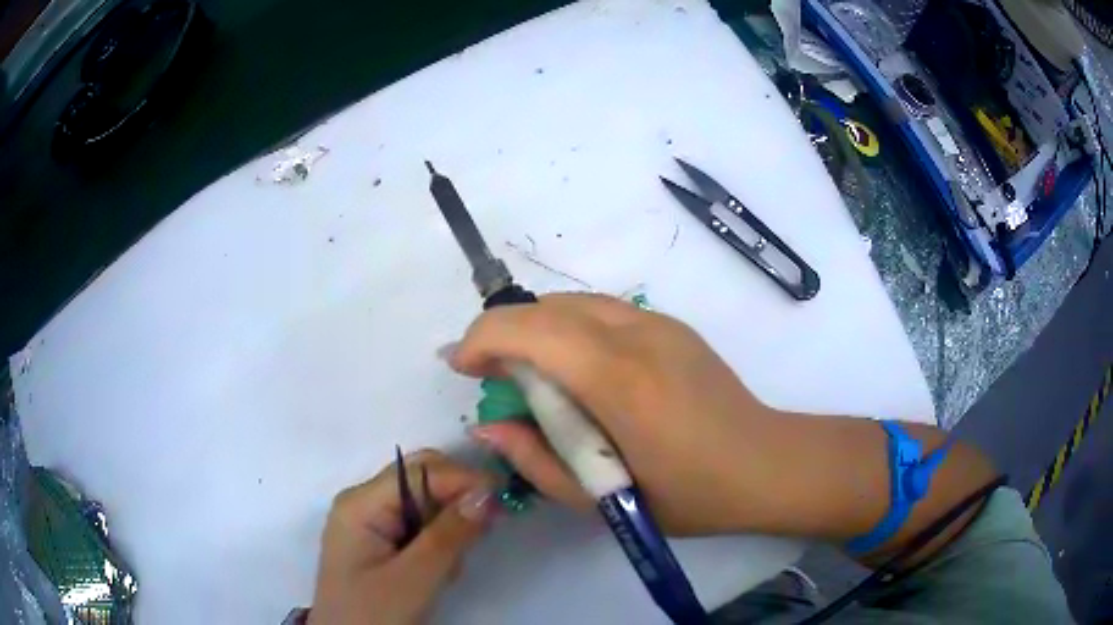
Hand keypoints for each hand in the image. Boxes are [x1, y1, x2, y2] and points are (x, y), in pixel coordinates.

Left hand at [309, 450, 495, 624]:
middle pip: (423, 480)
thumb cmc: (373, 614)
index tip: (505, 499)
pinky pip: (422, 527)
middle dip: (456, 503)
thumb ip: (449, 536)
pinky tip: (437, 572)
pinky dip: (440, 545)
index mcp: (361, 503)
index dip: (464, 479)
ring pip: (428, 504)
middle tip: (480, 535)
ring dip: (449, 530)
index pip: (421, 470)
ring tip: (445, 570)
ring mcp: (373, 522)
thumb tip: (488, 493)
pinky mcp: (383, 541)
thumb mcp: (414, 580)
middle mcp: (365, 502)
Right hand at [449, 293, 780, 534]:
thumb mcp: (603, 501)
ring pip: (572, 302)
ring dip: (534, 328)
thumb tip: (487, 428)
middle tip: (488, 377)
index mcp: (620, 380)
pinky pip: (600, 311)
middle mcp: (637, 334)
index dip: (481, 340)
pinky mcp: (671, 324)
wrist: (765, 464)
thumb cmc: (689, 496)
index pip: (530, 330)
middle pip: (545, 307)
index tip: (462, 370)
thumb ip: (536, 461)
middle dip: (501, 333)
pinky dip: (567, 328)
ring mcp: (658, 323)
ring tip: (525, 373)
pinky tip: (573, 369)